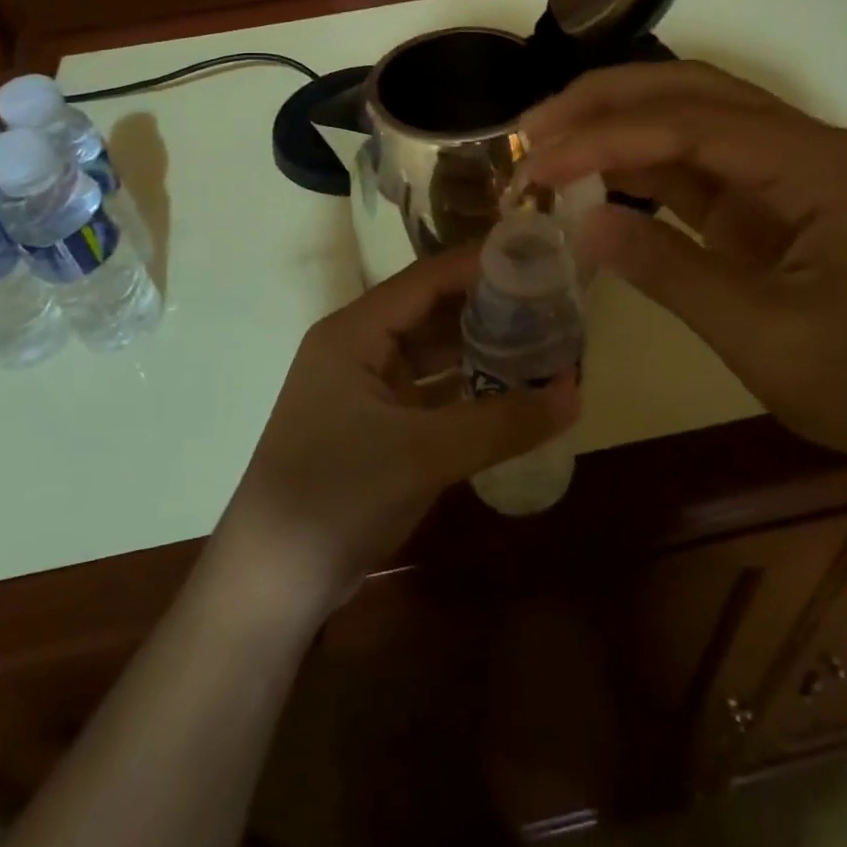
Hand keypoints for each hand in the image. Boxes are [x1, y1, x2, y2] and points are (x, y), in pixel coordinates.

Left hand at [213, 249, 578, 615]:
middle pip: (431, 311)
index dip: (481, 267)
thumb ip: (502, 422)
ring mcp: (363, 388)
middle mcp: (356, 347)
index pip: (427, 280)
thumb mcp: (424, 454)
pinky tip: (509, 392)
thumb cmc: (338, 496)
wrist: (270, 584)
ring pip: (431, 353)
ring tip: (540, 342)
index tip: (537, 261)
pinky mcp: (373, 425)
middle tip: (550, 305)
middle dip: (487, 308)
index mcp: (353, 332)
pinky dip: (465, 389)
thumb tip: (576, 393)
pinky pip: (428, 391)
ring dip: (479, 350)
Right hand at [522, 61, 846, 469]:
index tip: (538, 162)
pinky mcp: (776, 206)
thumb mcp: (767, 338)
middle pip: (691, 93)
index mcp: (815, 164)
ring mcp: (790, 174)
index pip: (689, 123)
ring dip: (620, 128)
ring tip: (550, 144)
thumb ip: (671, 273)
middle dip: (606, 102)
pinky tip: (598, 180)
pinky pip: (700, 169)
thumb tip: (583, 225)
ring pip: (692, 121)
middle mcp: (804, 147)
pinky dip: (645, 170)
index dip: (605, 136)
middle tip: (533, 127)